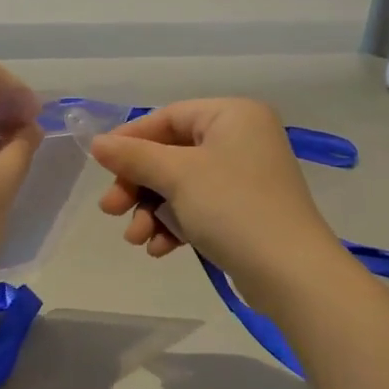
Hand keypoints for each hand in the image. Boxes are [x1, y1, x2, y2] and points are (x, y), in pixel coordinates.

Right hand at [89, 98, 342, 299]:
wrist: (291, 273)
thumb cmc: (233, 208)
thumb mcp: (177, 176)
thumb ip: (134, 157)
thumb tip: (98, 143)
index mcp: (233, 115)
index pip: (168, 117)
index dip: (130, 140)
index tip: (100, 166)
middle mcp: (242, 139)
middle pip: (172, 154)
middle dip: (138, 185)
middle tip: (111, 210)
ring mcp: (245, 177)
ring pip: (181, 186)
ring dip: (152, 211)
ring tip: (136, 238)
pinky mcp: (245, 212)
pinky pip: (199, 208)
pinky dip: (175, 224)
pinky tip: (160, 248)